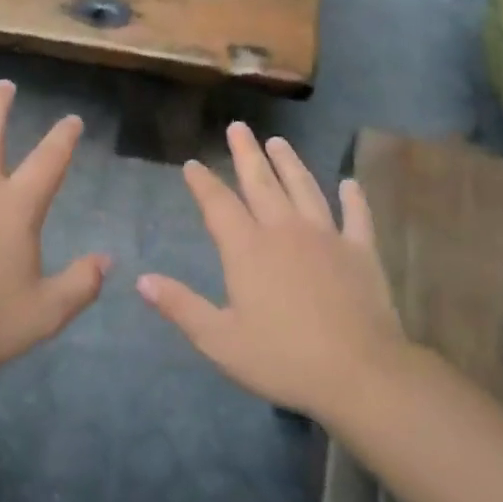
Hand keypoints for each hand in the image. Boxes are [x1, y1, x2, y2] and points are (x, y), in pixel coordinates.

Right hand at [138, 123, 405, 418]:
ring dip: (290, 163)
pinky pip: (356, 216)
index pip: (218, 205)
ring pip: (304, 188)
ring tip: (279, 141)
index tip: (192, 164)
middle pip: (261, 183)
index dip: (203, 182)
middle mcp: (284, 231)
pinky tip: (349, 183)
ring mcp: (326, 237)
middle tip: (238, 127)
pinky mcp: (360, 251)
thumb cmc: (283, 359)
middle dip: (246, 154)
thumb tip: (141, 280)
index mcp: (247, 249)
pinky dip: (353, 197)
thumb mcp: (220, 340)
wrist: (360, 374)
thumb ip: (181, 306)